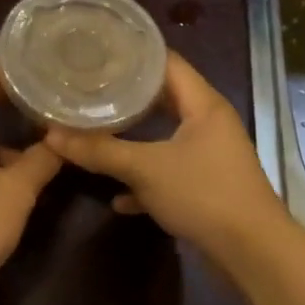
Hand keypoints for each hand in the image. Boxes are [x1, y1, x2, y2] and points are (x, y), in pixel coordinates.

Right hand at [44, 52, 287, 258]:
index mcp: (203, 105)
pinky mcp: (208, 187)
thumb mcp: (145, 169)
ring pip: (165, 139)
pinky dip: (146, 182)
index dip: (133, 54)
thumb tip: (52, 135)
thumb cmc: (203, 195)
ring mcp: (211, 157)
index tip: (97, 53)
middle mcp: (210, 124)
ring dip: (135, 141)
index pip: (167, 63)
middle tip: (88, 91)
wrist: (251, 252)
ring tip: (96, 133)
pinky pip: (170, 175)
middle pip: (164, 99)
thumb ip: (100, 151)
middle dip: (126, 99)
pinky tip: (118, 198)